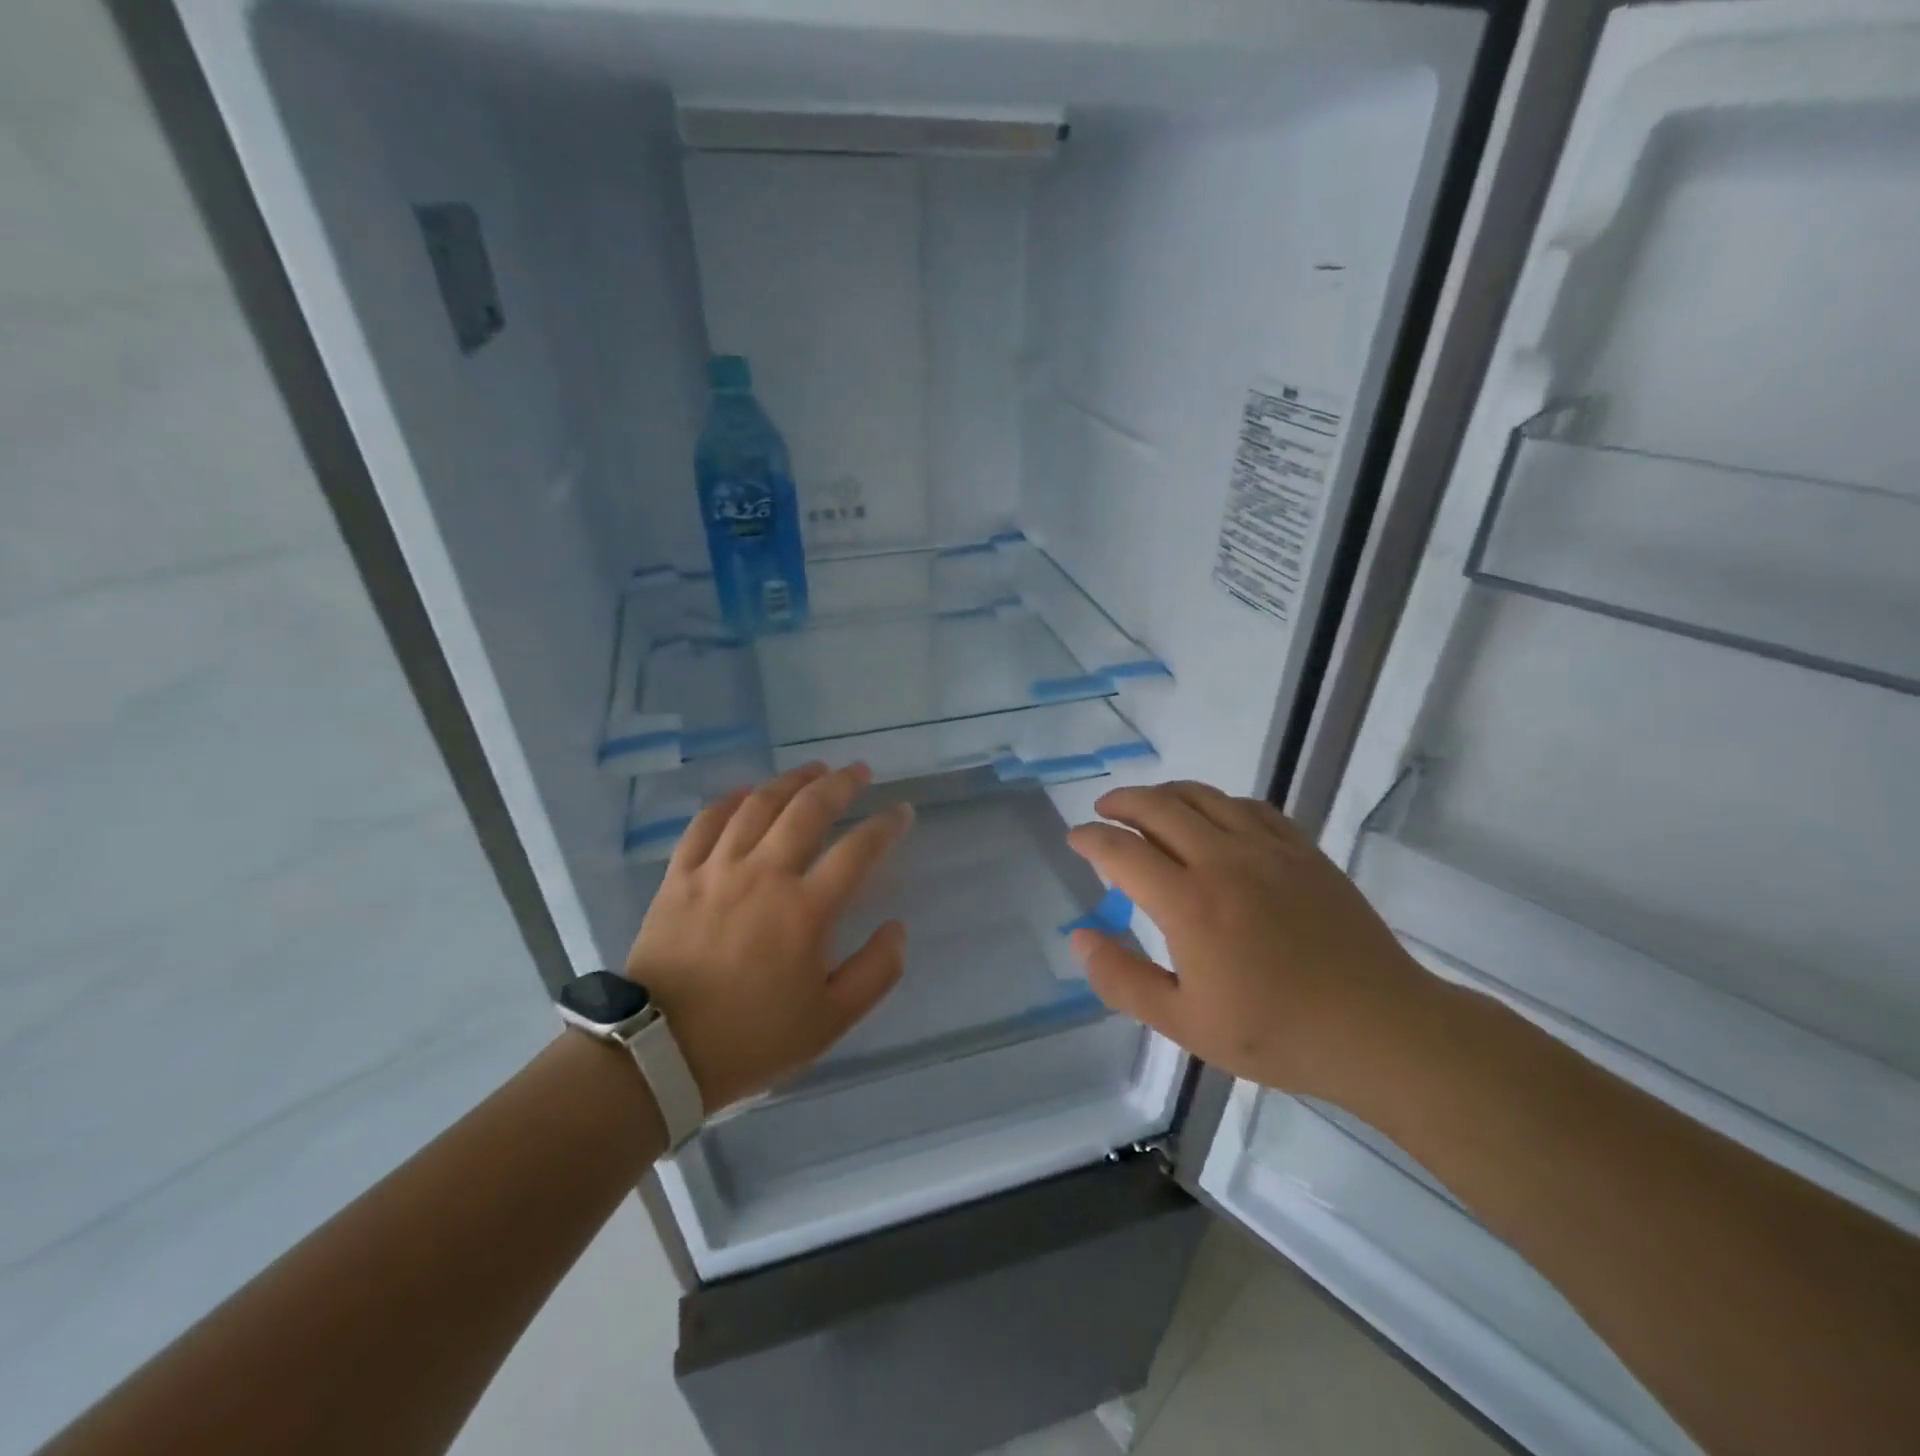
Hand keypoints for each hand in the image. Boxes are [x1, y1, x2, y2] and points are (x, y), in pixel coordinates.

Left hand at [626, 762, 913, 1111]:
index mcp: (806, 910)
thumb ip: (875, 972)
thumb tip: (897, 929)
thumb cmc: (752, 1039)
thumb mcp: (831, 1020)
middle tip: (859, 771)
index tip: (902, 812)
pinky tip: (747, 792)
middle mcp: (764, 875)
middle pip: (808, 810)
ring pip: (758, 805)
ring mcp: (717, 870)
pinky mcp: (679, 877)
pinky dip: (730, 800)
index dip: (886, 825)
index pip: (858, 850)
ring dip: (791, 781)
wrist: (659, 1054)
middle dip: (841, 783)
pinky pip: (706, 823)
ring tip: (813, 770)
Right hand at [1066, 781, 1435, 1101]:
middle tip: (1102, 812)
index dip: (1091, 839)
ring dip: (1165, 793)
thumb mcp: (1184, 1023)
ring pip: (1204, 797)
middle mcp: (1223, 860)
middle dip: (1121, 802)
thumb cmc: (1275, 1033)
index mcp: (1189, 902)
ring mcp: (1268, 849)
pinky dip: (1218, 802)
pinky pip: (1251, 807)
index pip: (1122, 850)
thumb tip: (1080, 937)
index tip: (1075, 838)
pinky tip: (1214, 817)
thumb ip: (1122, 979)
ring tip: (1148, 805)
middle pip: (1159, 807)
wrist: (1378, 1030)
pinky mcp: (1303, 851)